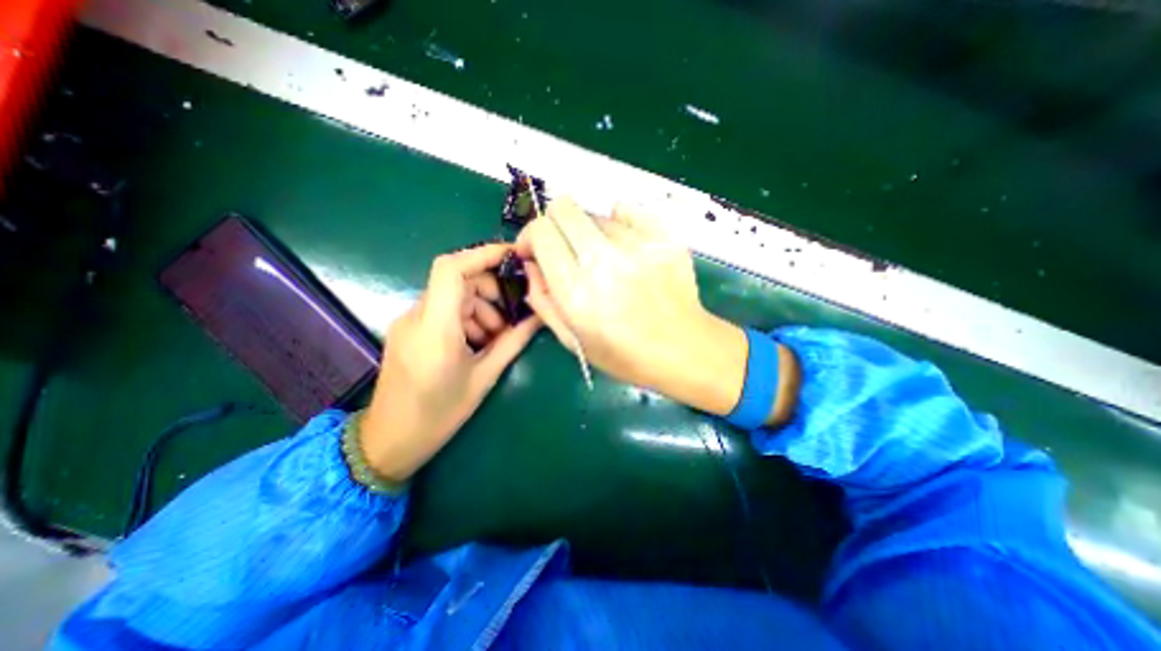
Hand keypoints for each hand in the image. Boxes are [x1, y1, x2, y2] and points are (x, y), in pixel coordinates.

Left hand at [362, 245, 542, 481]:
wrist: (390, 441)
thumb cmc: (439, 415)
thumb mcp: (484, 377)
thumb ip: (513, 342)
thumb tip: (539, 317)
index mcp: (435, 329)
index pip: (451, 269)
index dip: (482, 254)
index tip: (513, 256)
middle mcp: (416, 316)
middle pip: (457, 280)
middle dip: (490, 290)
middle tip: (511, 316)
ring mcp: (409, 322)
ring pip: (452, 295)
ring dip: (480, 308)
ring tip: (496, 338)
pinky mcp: (409, 329)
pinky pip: (443, 310)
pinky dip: (466, 318)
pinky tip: (477, 342)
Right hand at [514, 197, 752, 415]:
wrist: (683, 349)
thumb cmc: (624, 354)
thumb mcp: (573, 340)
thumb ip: (543, 300)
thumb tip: (531, 264)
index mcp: (577, 291)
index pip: (542, 231)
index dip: (532, 236)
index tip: (536, 251)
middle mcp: (604, 261)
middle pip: (565, 207)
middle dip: (556, 224)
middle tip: (566, 248)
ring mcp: (638, 245)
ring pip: (597, 213)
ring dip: (591, 233)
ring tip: (606, 260)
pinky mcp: (664, 237)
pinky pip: (629, 211)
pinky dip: (620, 222)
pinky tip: (627, 247)